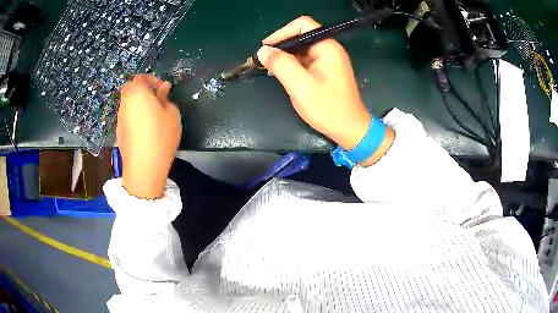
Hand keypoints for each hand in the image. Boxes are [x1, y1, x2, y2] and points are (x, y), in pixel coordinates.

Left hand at [117, 74, 180, 198]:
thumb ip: (166, 98)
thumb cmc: (161, 135)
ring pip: (129, 103)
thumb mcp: (172, 114)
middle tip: (158, 100)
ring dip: (139, 104)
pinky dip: (135, 116)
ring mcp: (120, 118)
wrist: (144, 167)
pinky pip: (127, 117)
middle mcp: (125, 102)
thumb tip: (162, 89)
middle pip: (131, 89)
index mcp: (137, 92)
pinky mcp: (119, 132)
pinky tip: (145, 129)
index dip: (153, 80)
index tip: (164, 89)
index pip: (141, 77)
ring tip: (153, 116)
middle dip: (144, 91)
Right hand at [257, 16, 393, 164]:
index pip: (303, 25)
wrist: (350, 129)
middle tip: (265, 60)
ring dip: (286, 56)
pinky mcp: (327, 71)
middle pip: (302, 36)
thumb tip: (263, 51)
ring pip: (303, 49)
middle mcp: (330, 49)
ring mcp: (329, 60)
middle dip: (282, 46)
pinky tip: (283, 74)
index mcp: (327, 47)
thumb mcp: (300, 86)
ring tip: (270, 68)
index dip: (282, 32)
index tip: (267, 48)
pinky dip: (293, 64)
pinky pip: (307, 60)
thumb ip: (281, 64)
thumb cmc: (327, 108)